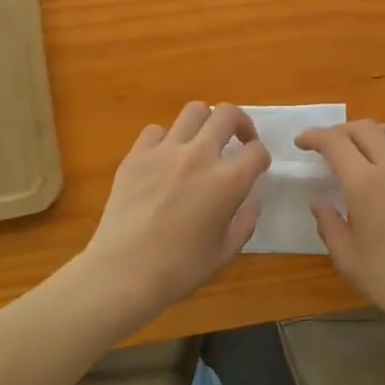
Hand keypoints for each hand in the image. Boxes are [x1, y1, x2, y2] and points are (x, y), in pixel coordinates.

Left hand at [72, 102, 270, 330]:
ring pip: (193, 111)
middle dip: (240, 123)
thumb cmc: (179, 270)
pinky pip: (156, 130)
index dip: (261, 157)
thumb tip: (251, 200)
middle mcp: (199, 156)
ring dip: (205, 123)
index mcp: (226, 182)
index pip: (255, 150)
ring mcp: (165, 151)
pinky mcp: (136, 156)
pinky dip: (166, 139)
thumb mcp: (225, 253)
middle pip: (227, 114)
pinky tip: (165, 159)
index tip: (257, 167)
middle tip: (237, 141)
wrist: (123, 273)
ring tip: (202, 142)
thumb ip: (245, 222)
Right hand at [295, 121, 384, 331]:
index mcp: (365, 183)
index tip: (303, 141)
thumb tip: (320, 201)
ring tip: (362, 148)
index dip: (315, 136)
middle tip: (329, 145)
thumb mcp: (347, 258)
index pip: (335, 143)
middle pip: (365, 128)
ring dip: (373, 132)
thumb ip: (329, 224)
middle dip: (341, 130)